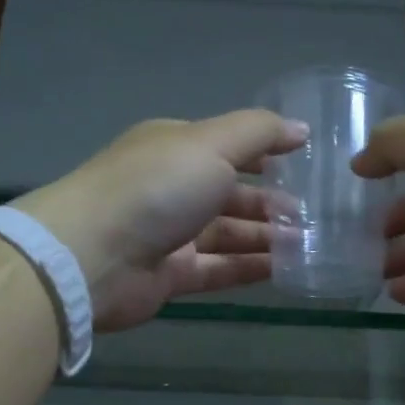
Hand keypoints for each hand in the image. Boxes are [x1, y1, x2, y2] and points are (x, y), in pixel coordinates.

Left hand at [15, 111, 306, 330]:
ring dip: (265, 237)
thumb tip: (300, 129)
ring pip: (226, 234)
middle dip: (269, 202)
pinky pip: (218, 269)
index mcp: (174, 148)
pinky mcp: (169, 276)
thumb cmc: (155, 188)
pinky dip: (249, 268)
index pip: (226, 146)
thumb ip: (259, 133)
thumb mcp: (212, 144)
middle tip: (312, 215)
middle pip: (228, 193)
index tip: (303, 164)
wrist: (92, 256)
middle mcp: (171, 188)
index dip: (263, 154)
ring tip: (308, 243)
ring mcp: (169, 234)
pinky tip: (284, 270)